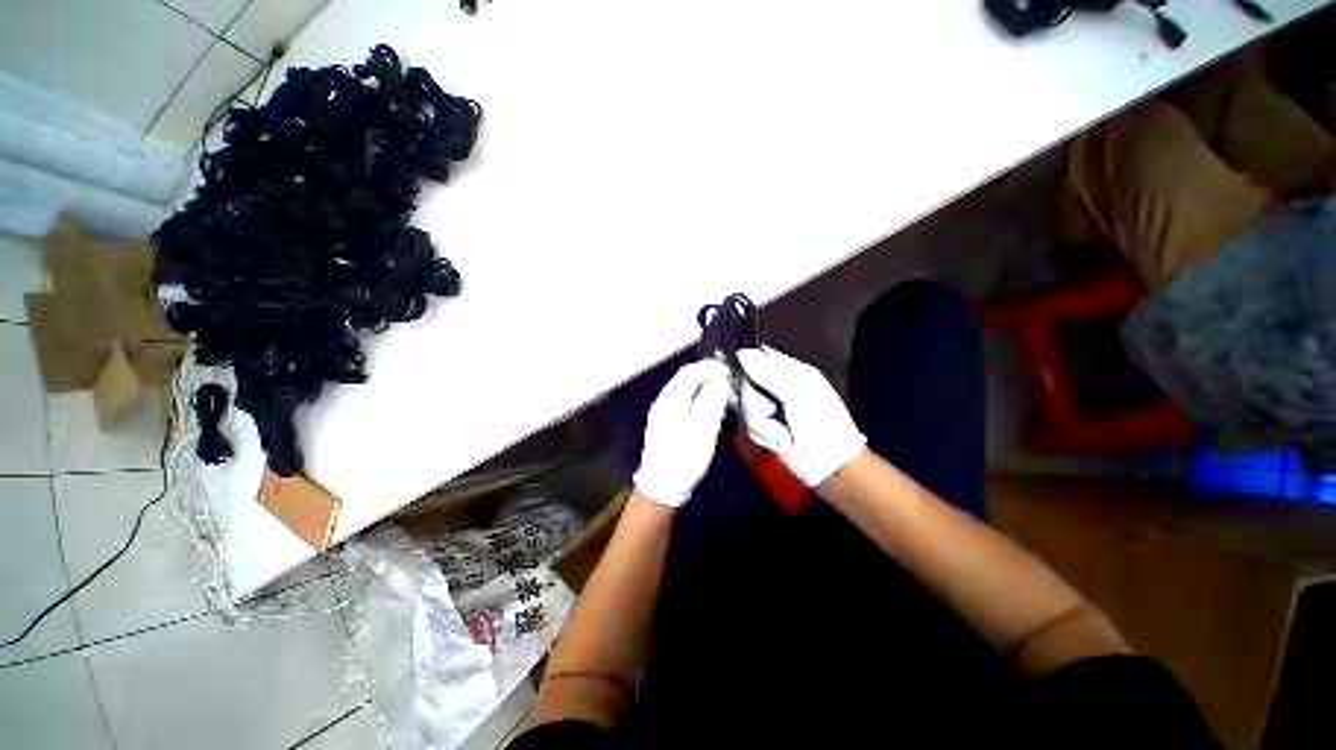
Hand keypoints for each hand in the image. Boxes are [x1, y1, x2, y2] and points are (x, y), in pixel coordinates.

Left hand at [632, 359, 730, 506]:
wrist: (662, 486)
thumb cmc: (684, 456)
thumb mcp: (703, 427)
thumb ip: (712, 399)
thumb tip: (720, 378)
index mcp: (670, 398)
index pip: (690, 371)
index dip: (711, 367)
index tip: (730, 370)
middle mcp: (663, 400)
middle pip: (685, 378)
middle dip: (707, 374)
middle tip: (728, 379)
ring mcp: (662, 412)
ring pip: (684, 389)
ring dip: (703, 385)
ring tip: (722, 390)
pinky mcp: (665, 424)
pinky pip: (683, 401)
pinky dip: (697, 397)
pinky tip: (708, 406)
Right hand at [736, 347, 865, 487]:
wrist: (830, 465)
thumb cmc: (821, 424)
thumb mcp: (797, 395)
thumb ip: (768, 374)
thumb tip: (742, 353)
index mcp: (792, 371)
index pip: (760, 356)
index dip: (747, 362)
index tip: (738, 371)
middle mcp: (778, 386)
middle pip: (746, 384)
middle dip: (755, 402)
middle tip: (771, 411)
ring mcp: (770, 407)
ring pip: (745, 406)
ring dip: (762, 424)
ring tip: (782, 433)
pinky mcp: (764, 427)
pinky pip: (748, 425)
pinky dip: (764, 436)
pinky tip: (780, 442)